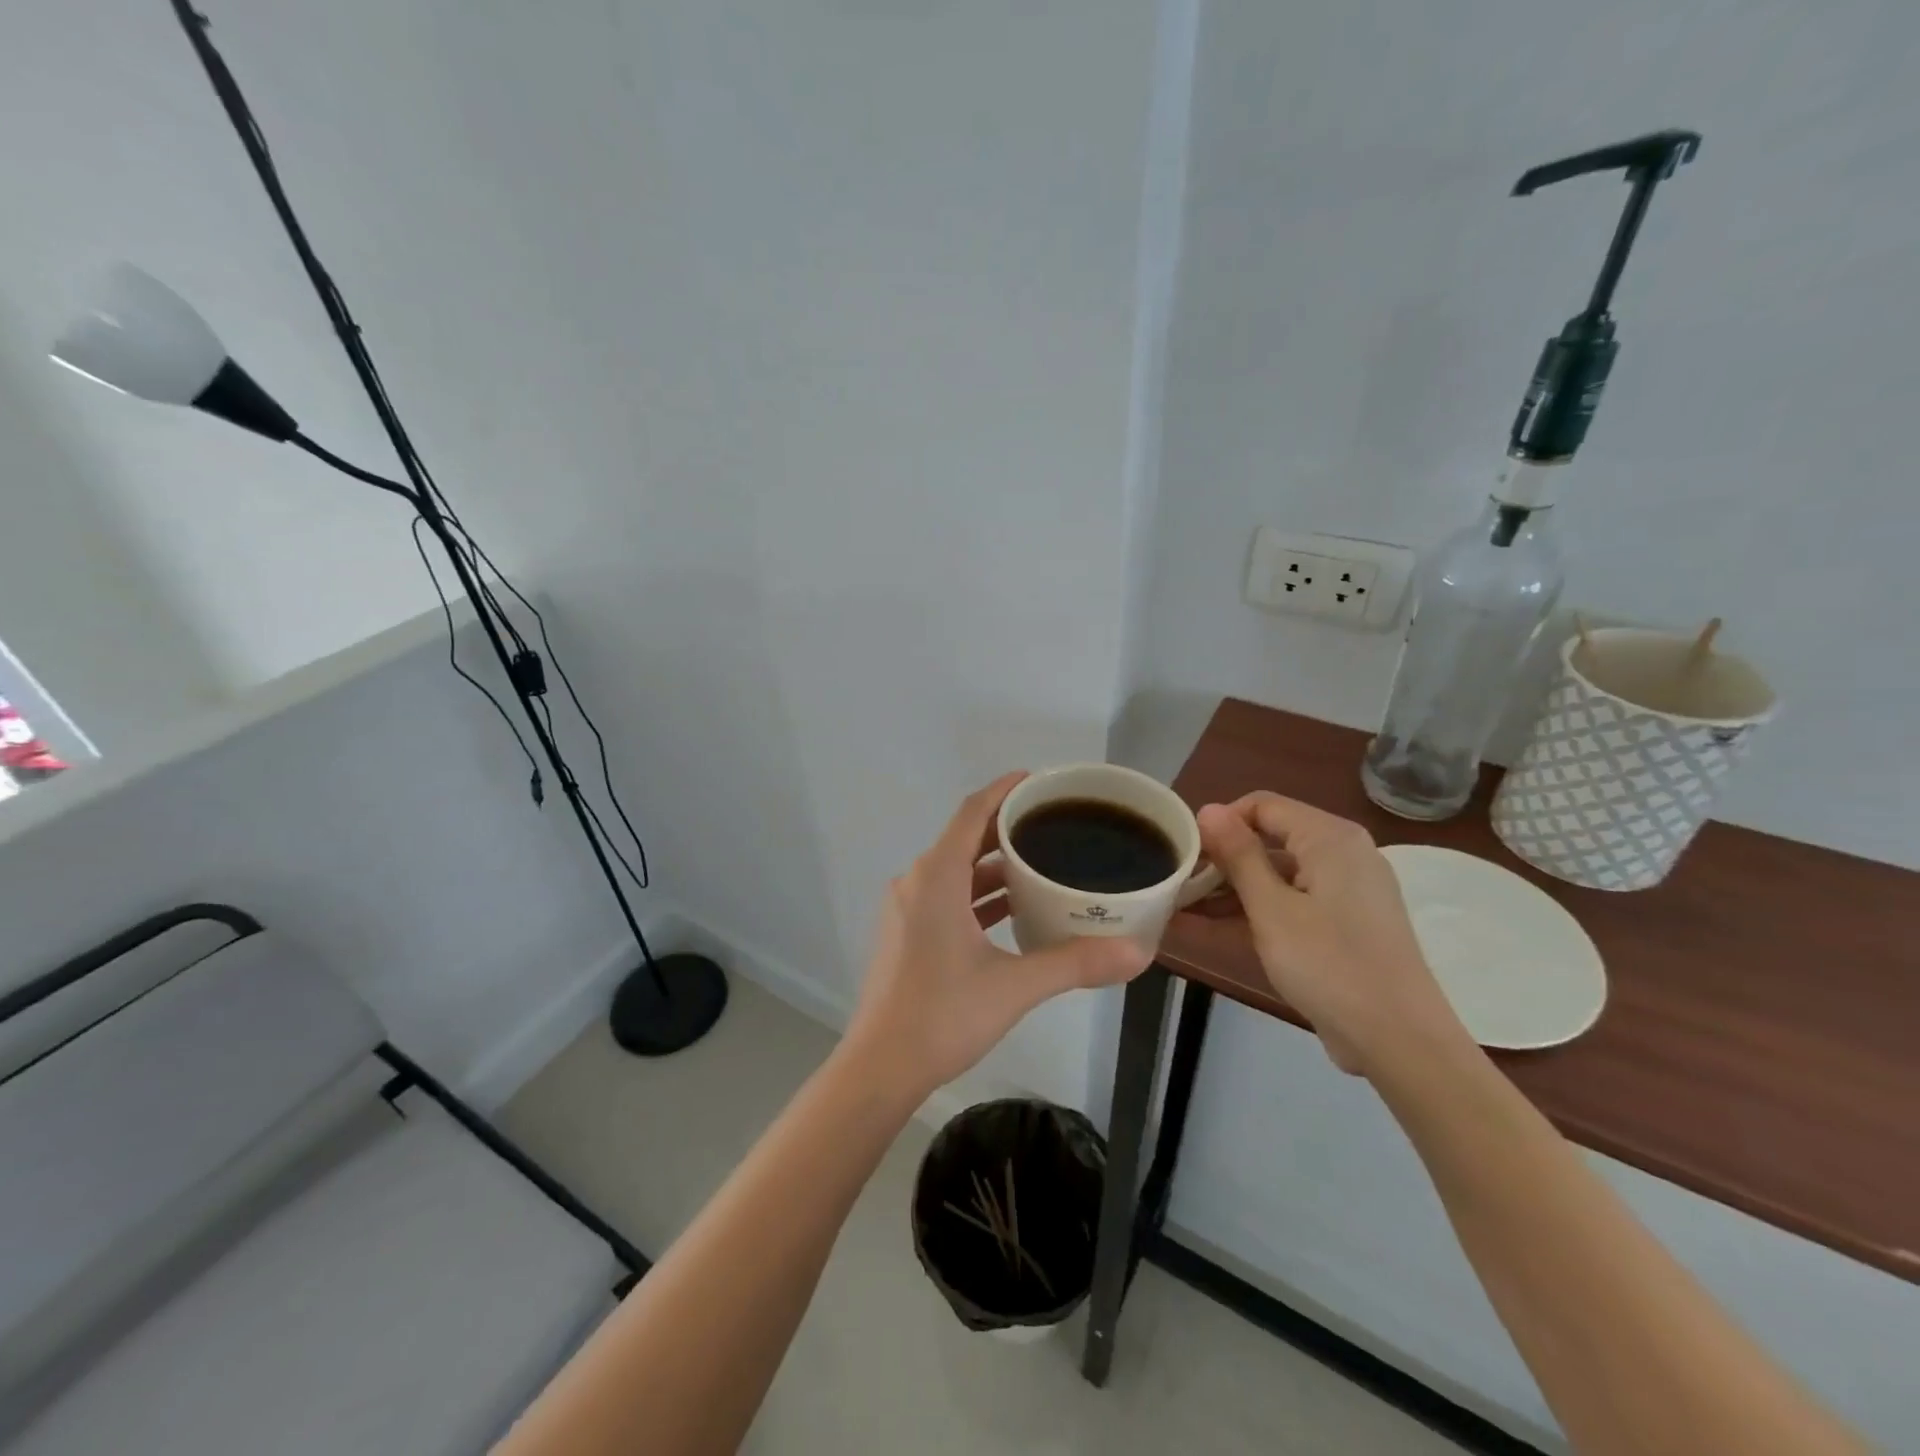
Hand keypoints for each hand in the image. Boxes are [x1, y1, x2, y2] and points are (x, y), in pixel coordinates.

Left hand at [844, 773, 1151, 1099]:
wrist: (881, 1066)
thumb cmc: (942, 1015)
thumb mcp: (1015, 986)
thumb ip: (1075, 963)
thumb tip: (1137, 953)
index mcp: (936, 877)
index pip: (972, 812)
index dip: (1005, 790)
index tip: (1039, 781)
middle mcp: (918, 882)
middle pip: (965, 836)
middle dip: (1007, 827)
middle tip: (1054, 823)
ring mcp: (908, 908)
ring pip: (956, 870)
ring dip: (994, 864)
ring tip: (1042, 862)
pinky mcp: (908, 933)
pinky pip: (948, 895)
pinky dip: (979, 894)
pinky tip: (1014, 907)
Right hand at [1192, 793, 1465, 1075]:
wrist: (1400, 1042)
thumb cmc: (1330, 965)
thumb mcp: (1272, 909)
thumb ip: (1238, 855)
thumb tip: (1208, 808)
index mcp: (1330, 838)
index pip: (1262, 805)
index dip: (1220, 823)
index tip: (1185, 853)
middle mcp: (1341, 854)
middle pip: (1268, 839)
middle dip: (1220, 860)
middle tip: (1176, 884)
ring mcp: (1344, 891)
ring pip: (1275, 874)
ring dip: (1229, 890)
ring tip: (1179, 908)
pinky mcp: (1342, 924)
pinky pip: (1289, 902)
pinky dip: (1253, 911)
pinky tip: (1207, 927)